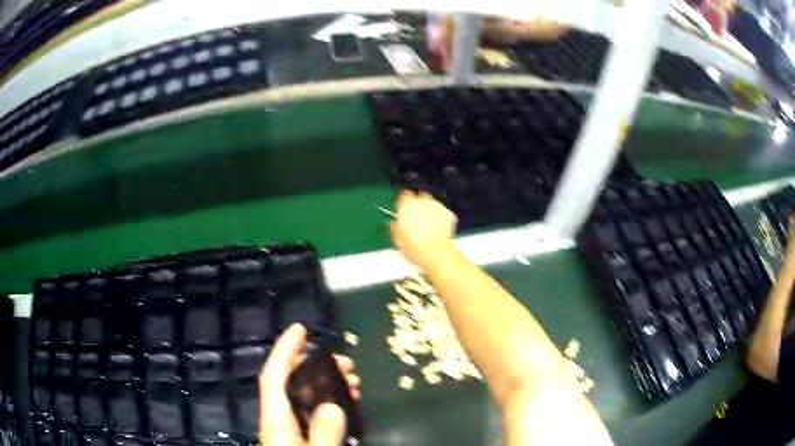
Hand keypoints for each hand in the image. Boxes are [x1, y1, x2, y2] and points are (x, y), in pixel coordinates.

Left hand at [260, 324, 360, 445]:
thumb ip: (323, 433)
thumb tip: (333, 407)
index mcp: (276, 419)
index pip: (274, 376)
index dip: (285, 349)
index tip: (300, 328)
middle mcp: (279, 419)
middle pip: (291, 381)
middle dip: (317, 365)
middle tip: (347, 363)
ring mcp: (288, 428)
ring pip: (303, 396)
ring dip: (326, 383)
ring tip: (353, 382)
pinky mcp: (298, 436)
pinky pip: (311, 411)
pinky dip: (328, 402)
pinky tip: (344, 404)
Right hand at [390, 191, 457, 270]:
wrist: (435, 252)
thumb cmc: (414, 245)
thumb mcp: (397, 238)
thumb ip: (396, 226)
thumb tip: (395, 224)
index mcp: (407, 205)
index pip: (405, 196)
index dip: (405, 204)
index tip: (405, 212)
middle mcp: (422, 201)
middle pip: (420, 198)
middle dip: (419, 206)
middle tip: (418, 221)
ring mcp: (437, 206)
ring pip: (433, 205)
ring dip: (431, 212)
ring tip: (429, 229)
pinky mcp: (449, 213)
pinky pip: (443, 213)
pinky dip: (442, 219)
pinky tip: (439, 231)